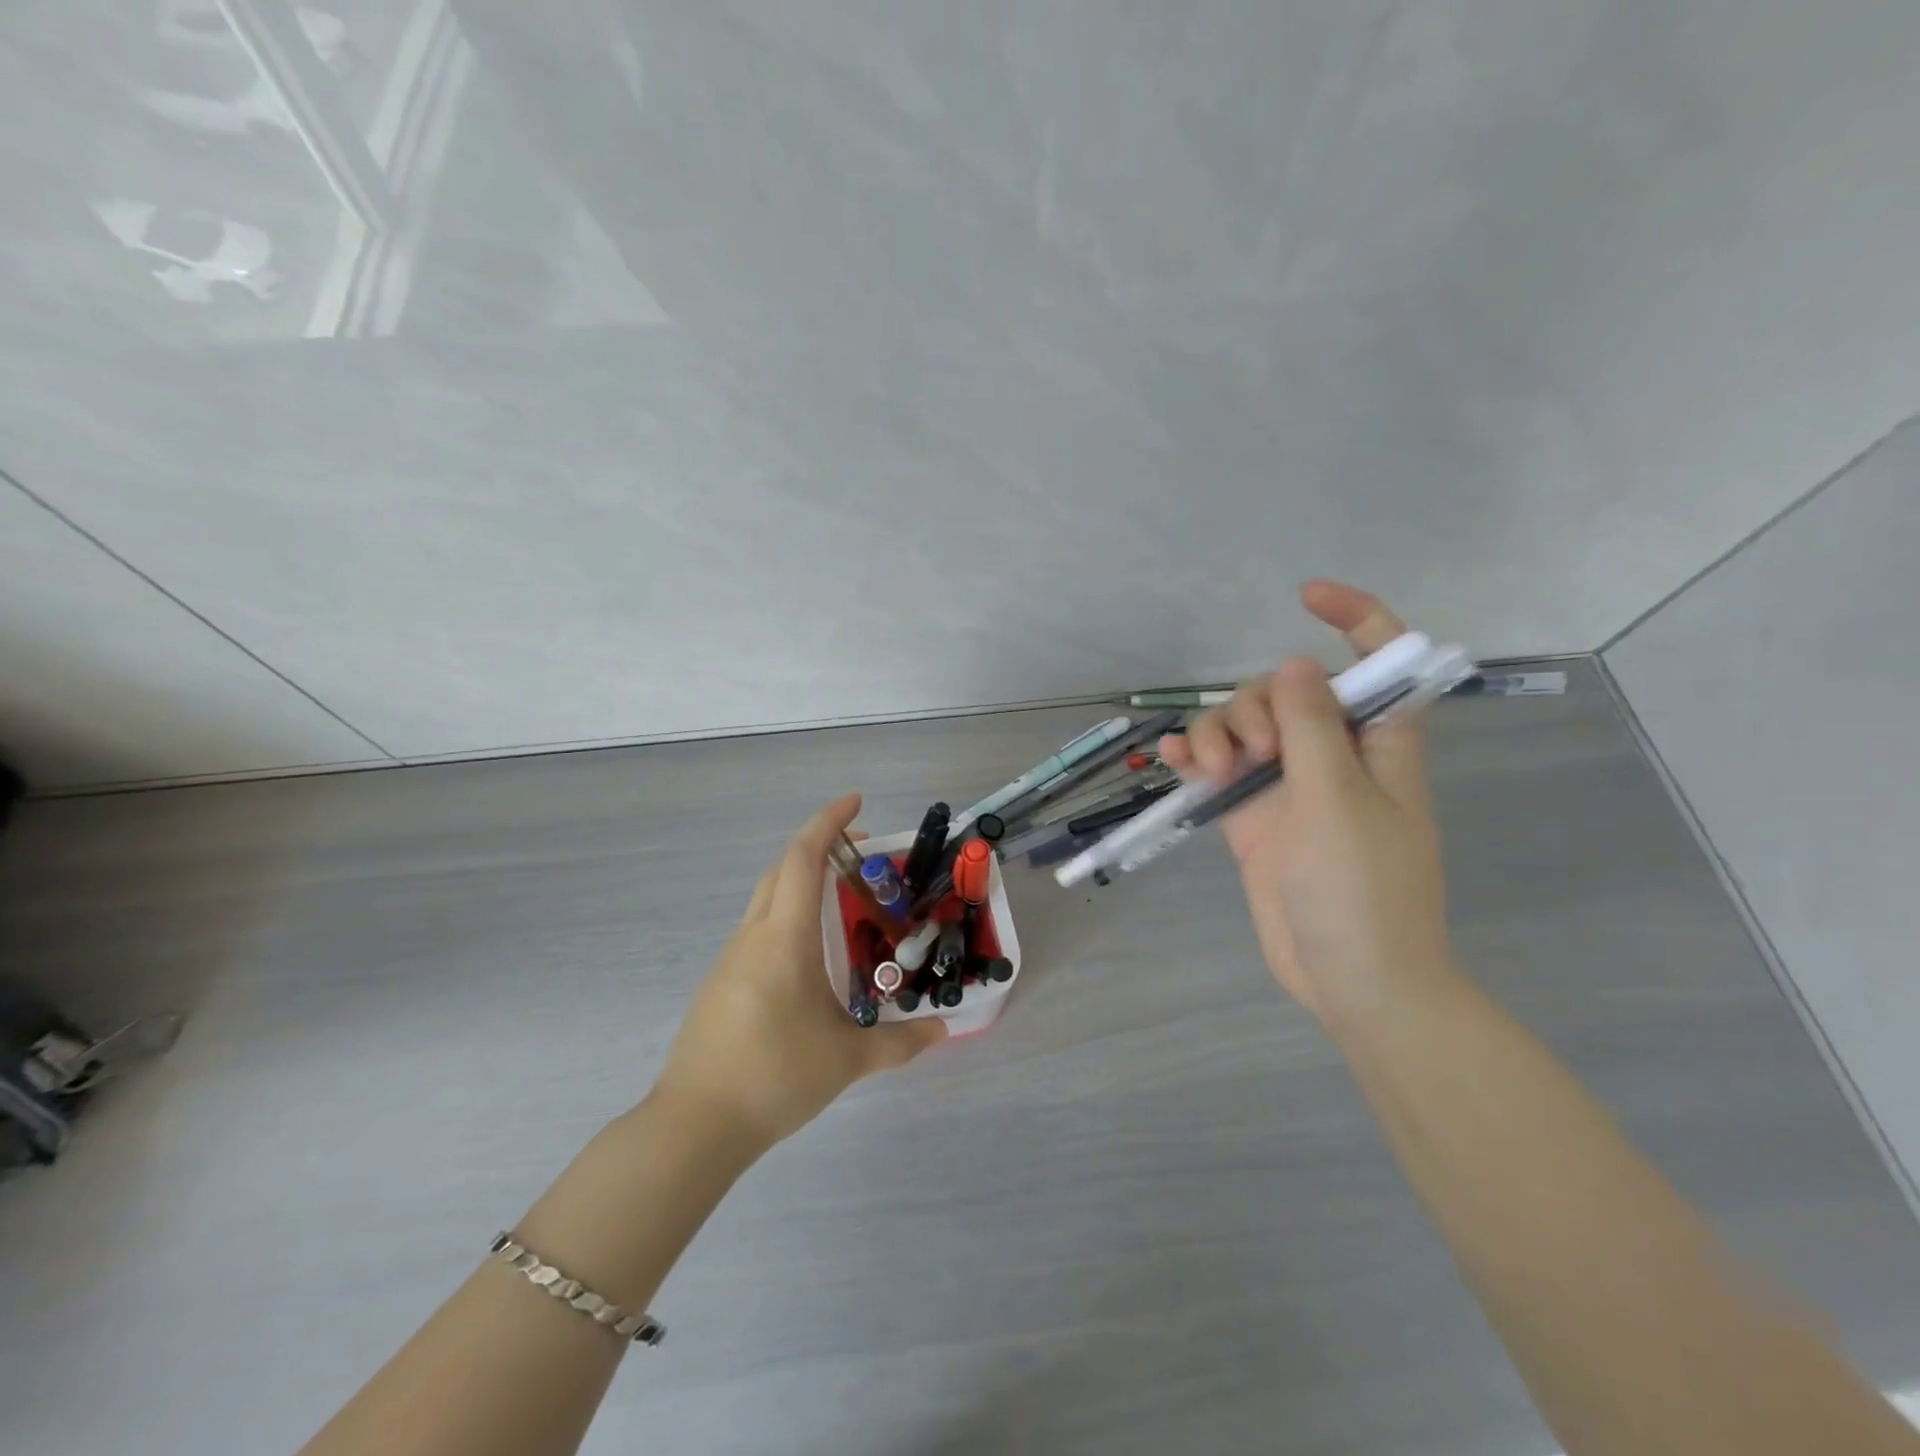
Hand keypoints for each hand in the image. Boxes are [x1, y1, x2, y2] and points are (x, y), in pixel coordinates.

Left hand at [652, 794, 946, 1152]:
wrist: (694, 1124)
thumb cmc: (774, 1075)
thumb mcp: (847, 1059)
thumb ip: (899, 1042)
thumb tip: (942, 1031)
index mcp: (785, 936)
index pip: (803, 857)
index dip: (829, 821)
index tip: (857, 801)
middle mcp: (754, 935)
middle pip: (783, 868)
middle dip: (820, 848)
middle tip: (863, 856)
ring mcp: (732, 958)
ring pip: (768, 898)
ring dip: (803, 884)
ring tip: (846, 905)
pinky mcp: (722, 982)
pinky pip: (760, 929)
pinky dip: (789, 917)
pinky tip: (812, 957)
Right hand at [1159, 581, 1458, 1022]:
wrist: (1350, 977)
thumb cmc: (1363, 888)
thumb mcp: (1338, 800)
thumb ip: (1311, 728)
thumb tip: (1294, 663)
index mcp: (1377, 741)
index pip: (1379, 661)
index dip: (1356, 618)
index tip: (1305, 596)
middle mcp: (1332, 754)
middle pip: (1285, 692)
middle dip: (1256, 706)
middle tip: (1252, 755)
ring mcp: (1288, 785)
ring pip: (1244, 728)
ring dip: (1217, 735)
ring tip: (1209, 773)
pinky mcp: (1253, 814)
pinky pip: (1219, 768)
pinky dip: (1195, 759)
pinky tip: (1172, 763)